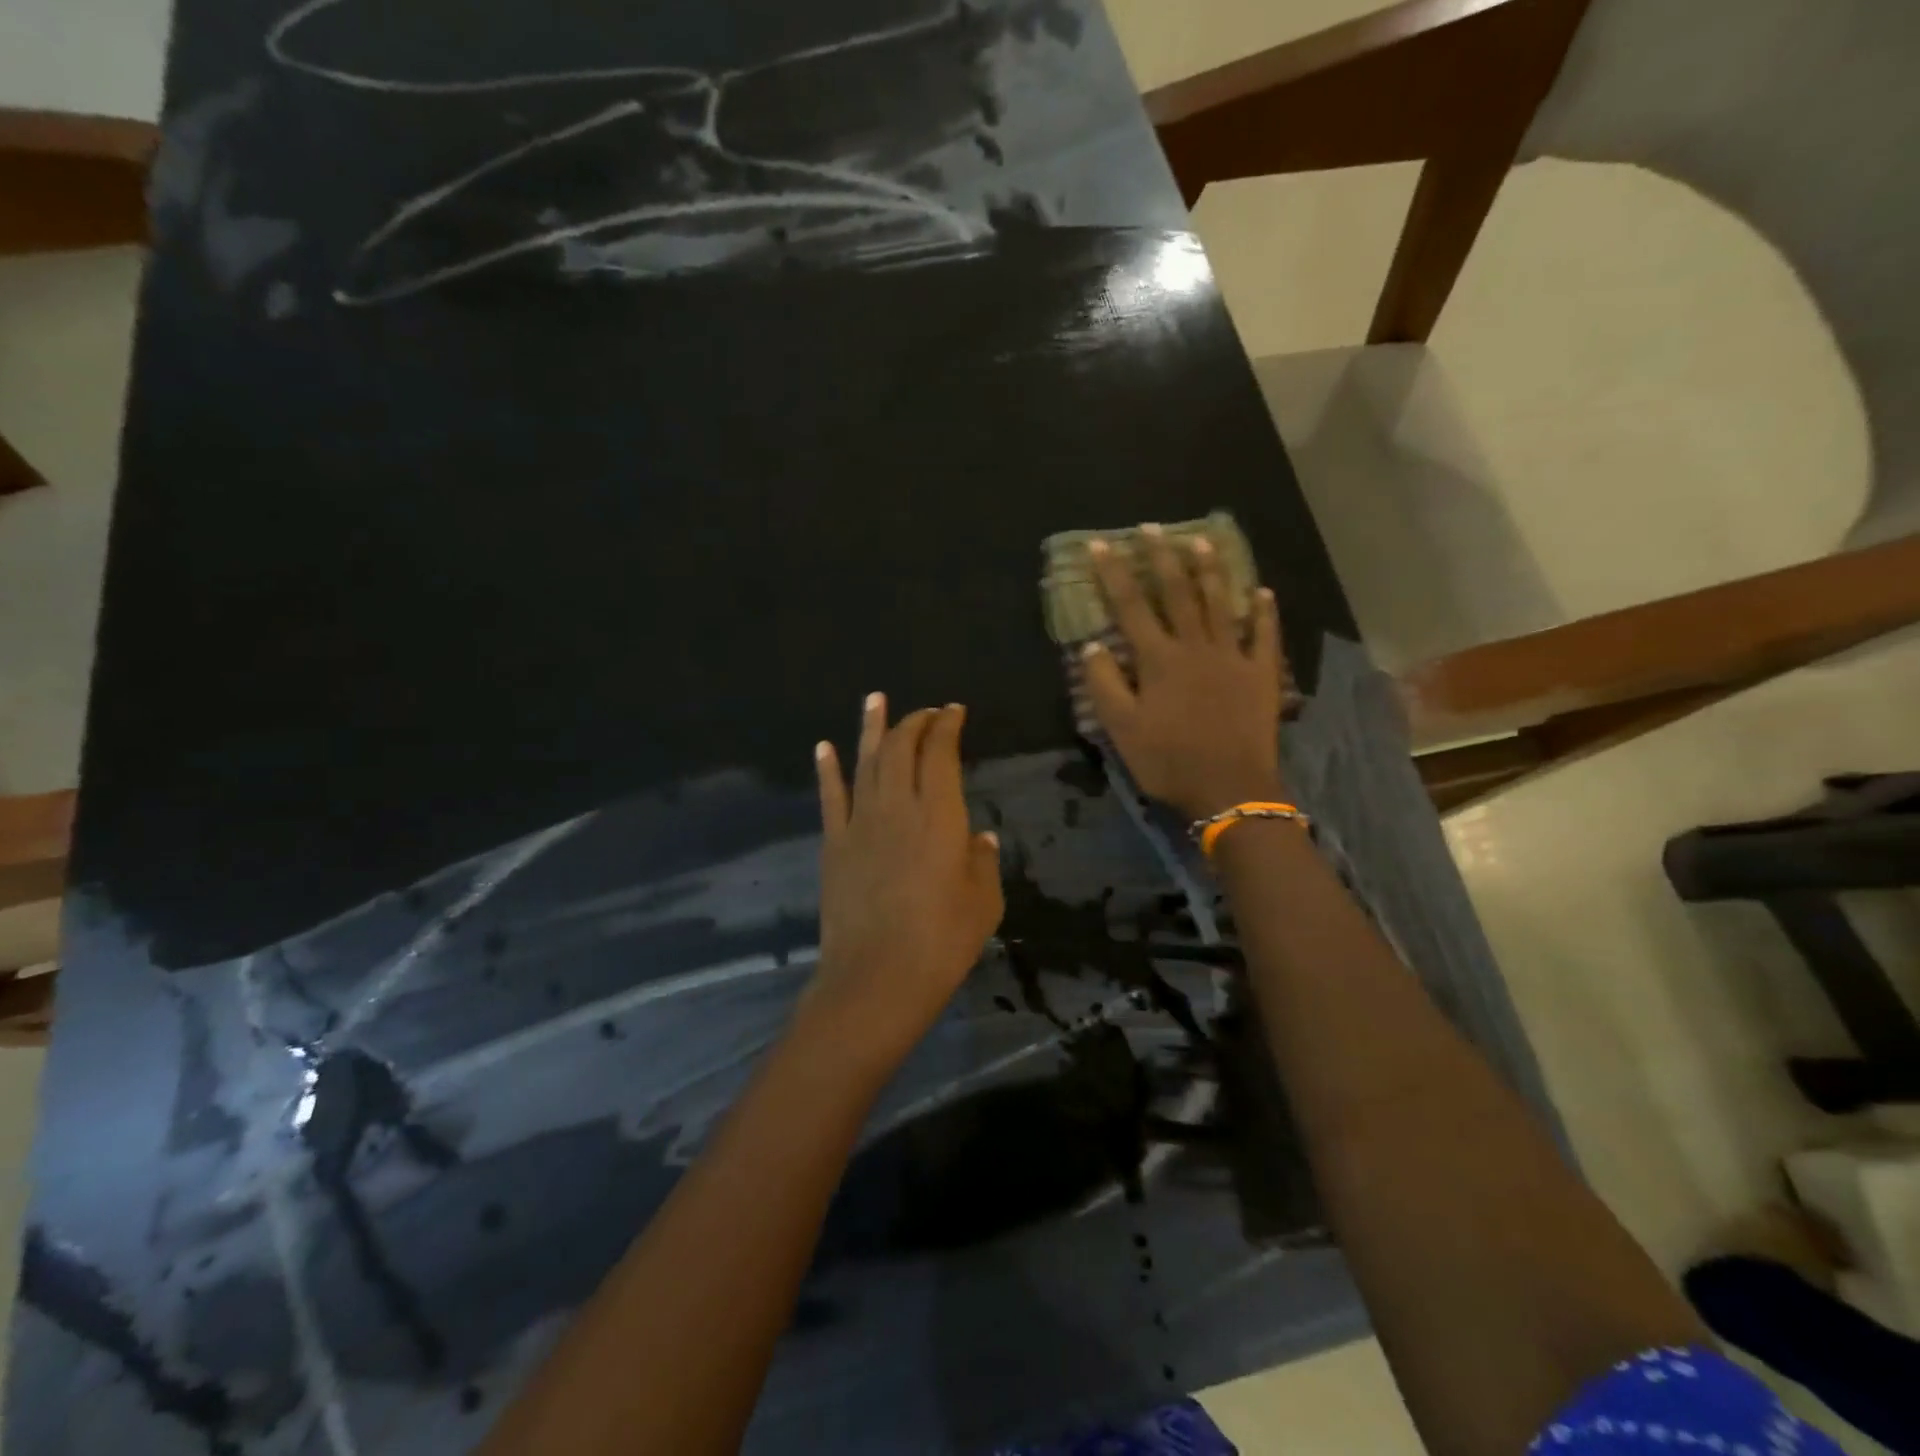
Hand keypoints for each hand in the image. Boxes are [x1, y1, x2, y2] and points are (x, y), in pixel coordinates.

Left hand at [804, 694, 1004, 1064]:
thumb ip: (983, 862)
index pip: (940, 753)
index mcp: (940, 815)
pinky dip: (827, 769)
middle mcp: (898, 806)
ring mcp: (860, 823)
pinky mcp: (834, 844)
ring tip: (874, 699)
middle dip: (914, 722)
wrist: (876, 979)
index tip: (953, 711)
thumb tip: (981, 838)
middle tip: (926, 712)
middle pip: (901, 748)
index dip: (947, 726)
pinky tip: (824, 747)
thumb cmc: (942, 942)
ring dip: (871, 728)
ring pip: (865, 761)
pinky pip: (830, 797)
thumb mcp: (983, 902)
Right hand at [1084, 525, 1287, 820]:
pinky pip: (1265, 636)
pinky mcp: (1262, 674)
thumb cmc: (1168, 761)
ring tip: (1201, 541)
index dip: (1113, 574)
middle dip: (1161, 558)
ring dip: (1210, 571)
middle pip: (1177, 593)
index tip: (1100, 544)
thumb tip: (1092, 645)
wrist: (1230, 789)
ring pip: (1220, 604)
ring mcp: (1233, 657)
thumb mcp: (1122, 729)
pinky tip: (1262, 592)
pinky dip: (1264, 613)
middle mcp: (1196, 647)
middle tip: (1152, 528)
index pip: (1131, 606)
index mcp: (1159, 659)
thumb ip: (1105, 684)